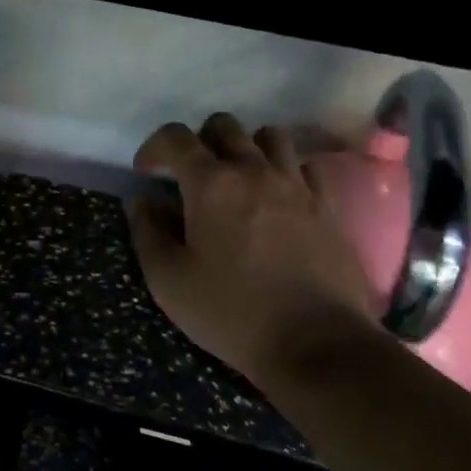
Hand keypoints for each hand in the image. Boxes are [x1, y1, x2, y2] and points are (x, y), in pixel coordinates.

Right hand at [128, 113, 383, 383]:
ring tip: (238, 179)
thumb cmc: (232, 313)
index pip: (176, 137)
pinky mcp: (327, 205)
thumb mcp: (169, 281)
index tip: (146, 173)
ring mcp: (296, 184)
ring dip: (246, 147)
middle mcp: (254, 170)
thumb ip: (148, 232)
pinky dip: (286, 170)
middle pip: (224, 126)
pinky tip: (279, 197)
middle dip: (200, 141)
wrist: (317, 343)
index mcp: (210, 184)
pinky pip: (305, 166)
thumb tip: (142, 200)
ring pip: (269, 136)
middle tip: (192, 177)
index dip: (154, 147)